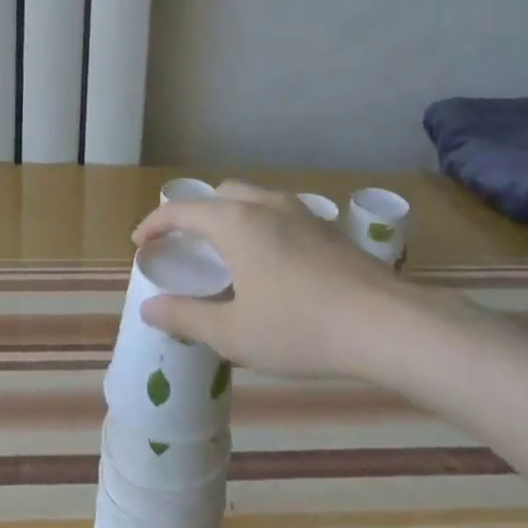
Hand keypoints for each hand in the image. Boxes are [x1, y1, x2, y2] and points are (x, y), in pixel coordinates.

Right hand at [132, 182, 411, 378]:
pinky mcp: (328, 230)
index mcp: (236, 222)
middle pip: (220, 194)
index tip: (140, 243)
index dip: (155, 224)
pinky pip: (279, 215)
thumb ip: (186, 318)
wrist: (387, 325)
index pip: (182, 210)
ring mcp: (302, 213)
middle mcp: (266, 205)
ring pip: (253, 200)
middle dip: (195, 214)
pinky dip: (259, 227)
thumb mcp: (234, 333)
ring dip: (230, 217)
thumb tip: (148, 309)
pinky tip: (271, 265)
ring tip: (227, 254)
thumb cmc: (300, 328)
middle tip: (186, 246)